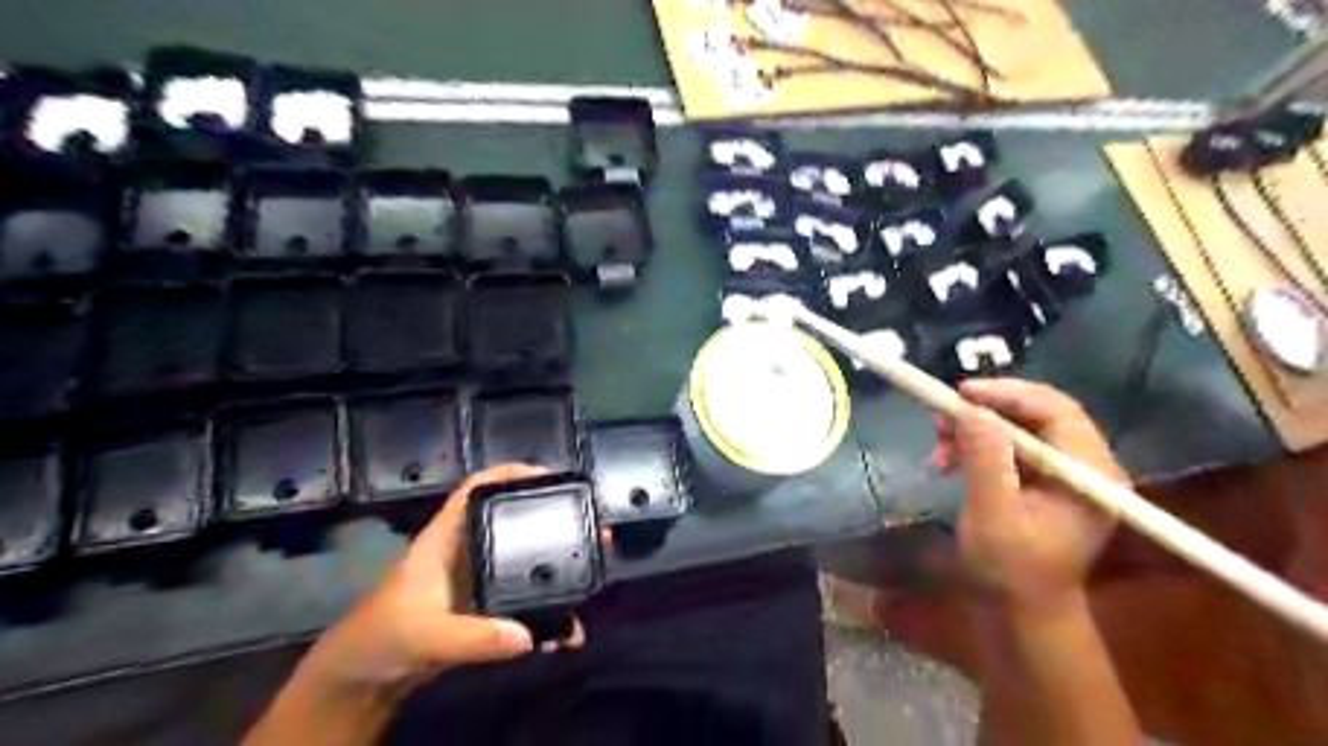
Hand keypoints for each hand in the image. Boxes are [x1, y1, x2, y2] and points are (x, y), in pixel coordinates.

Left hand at [298, 463, 580, 695]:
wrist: (362, 681)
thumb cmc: (381, 639)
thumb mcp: (426, 634)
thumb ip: (474, 638)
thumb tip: (527, 636)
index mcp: (445, 539)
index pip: (476, 491)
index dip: (509, 475)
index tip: (550, 475)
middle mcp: (466, 552)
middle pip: (513, 522)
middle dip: (553, 520)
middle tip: (591, 527)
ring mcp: (477, 581)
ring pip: (524, 562)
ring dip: (558, 566)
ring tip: (592, 570)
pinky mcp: (484, 610)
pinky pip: (523, 600)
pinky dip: (547, 611)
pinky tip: (565, 629)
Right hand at [926, 380, 1123, 618]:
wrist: (1021, 614)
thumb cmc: (1011, 571)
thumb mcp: (993, 515)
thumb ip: (986, 460)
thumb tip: (973, 411)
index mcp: (1090, 474)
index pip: (1057, 411)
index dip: (1009, 394)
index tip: (962, 393)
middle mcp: (1085, 467)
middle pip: (1037, 415)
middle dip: (986, 412)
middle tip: (943, 418)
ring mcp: (1064, 475)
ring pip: (1018, 429)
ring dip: (974, 431)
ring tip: (938, 445)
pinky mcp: (1042, 483)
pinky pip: (1008, 448)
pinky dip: (976, 448)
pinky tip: (947, 461)